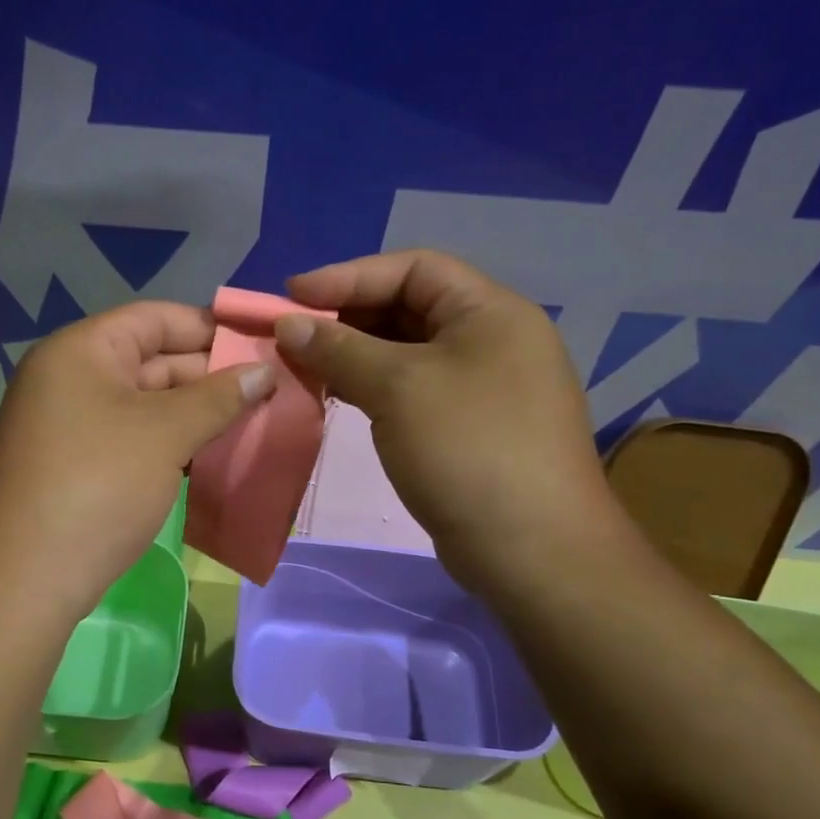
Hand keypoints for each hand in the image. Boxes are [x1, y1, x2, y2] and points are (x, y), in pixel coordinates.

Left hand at [0, 301, 276, 618]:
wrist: (25, 578)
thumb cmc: (99, 486)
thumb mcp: (165, 434)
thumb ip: (218, 397)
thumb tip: (264, 371)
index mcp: (81, 351)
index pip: (156, 318)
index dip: (211, 328)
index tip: (262, 344)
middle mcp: (70, 378)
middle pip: (152, 360)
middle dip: (211, 376)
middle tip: (271, 391)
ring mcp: (70, 424)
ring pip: (146, 405)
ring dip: (196, 414)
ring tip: (254, 423)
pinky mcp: (76, 465)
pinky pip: (133, 438)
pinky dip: (171, 443)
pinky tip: (213, 456)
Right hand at [274, 249, 621, 590]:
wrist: (532, 550)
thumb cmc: (468, 449)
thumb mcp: (399, 388)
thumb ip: (340, 349)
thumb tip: (287, 324)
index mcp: (490, 312)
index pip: (413, 268)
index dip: (349, 275)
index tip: (292, 296)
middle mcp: (491, 340)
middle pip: (409, 308)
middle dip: (347, 316)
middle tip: (292, 334)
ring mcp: (483, 387)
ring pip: (406, 353)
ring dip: (354, 354)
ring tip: (304, 365)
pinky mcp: (468, 428)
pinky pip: (412, 390)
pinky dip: (372, 387)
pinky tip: (336, 397)